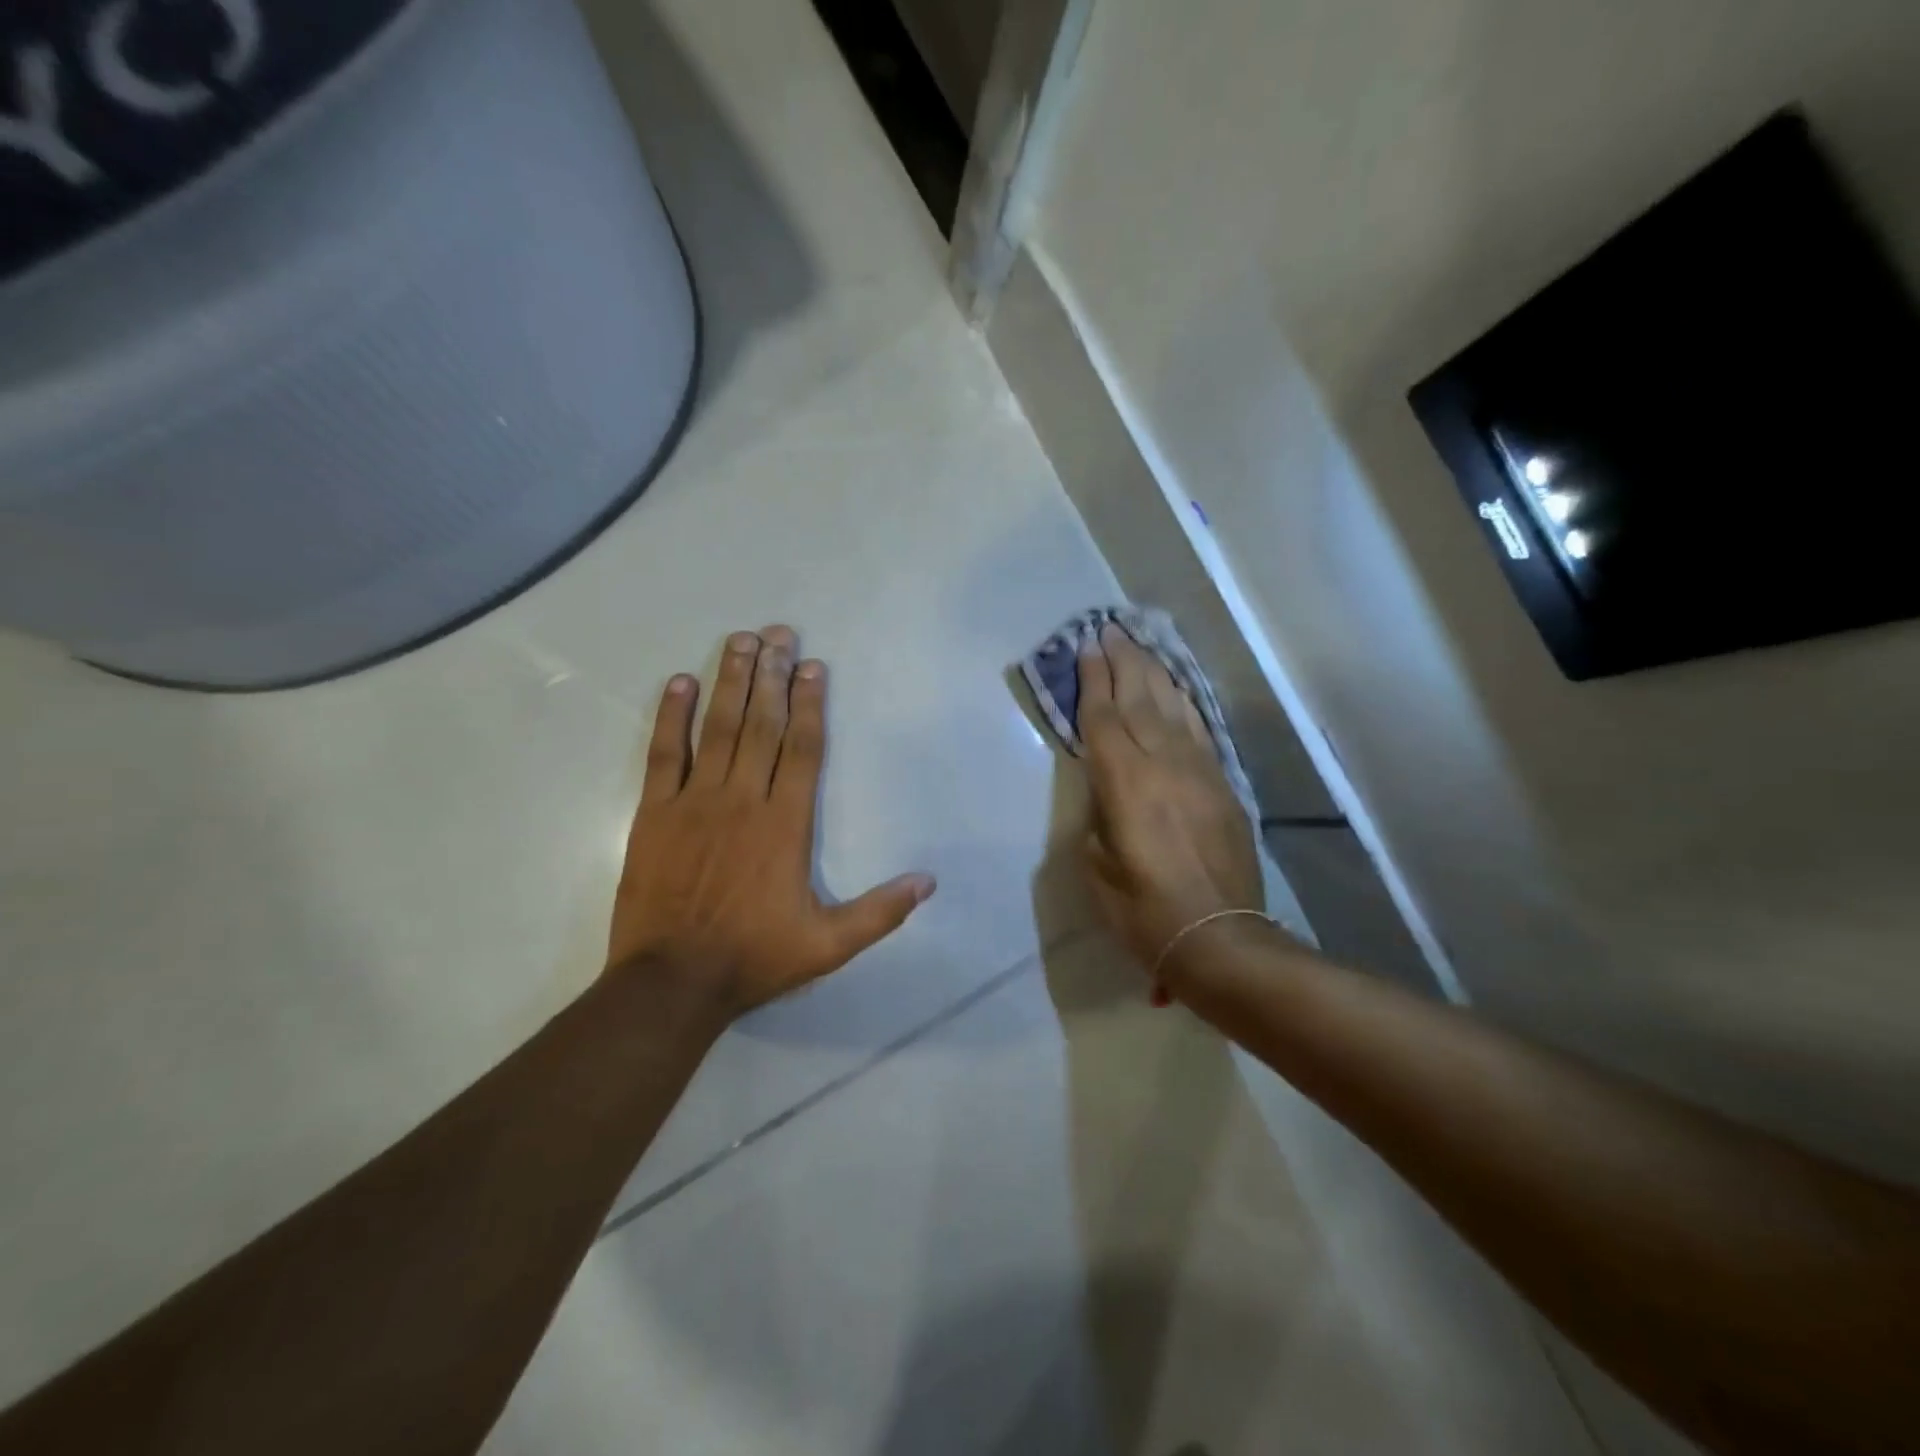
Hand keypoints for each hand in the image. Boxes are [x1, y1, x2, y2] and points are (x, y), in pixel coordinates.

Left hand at [607, 626, 935, 1015]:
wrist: (671, 982)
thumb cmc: (754, 957)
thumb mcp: (829, 945)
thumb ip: (880, 912)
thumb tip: (928, 882)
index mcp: (785, 824)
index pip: (803, 749)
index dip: (810, 704)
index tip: (813, 666)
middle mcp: (743, 799)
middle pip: (763, 724)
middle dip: (773, 675)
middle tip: (779, 633)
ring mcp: (695, 802)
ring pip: (718, 728)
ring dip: (731, 681)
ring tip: (741, 641)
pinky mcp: (655, 813)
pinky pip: (664, 754)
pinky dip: (672, 716)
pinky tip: (681, 683)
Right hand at [1078, 624, 1264, 982]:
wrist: (1217, 936)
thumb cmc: (1141, 908)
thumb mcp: (1095, 863)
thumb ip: (1098, 811)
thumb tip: (1106, 786)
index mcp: (1124, 781)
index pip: (1104, 716)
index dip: (1093, 679)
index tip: (1086, 647)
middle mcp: (1163, 763)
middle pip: (1140, 698)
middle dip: (1123, 661)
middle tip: (1110, 629)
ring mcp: (1199, 770)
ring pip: (1173, 707)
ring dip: (1154, 673)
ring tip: (1140, 646)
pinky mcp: (1223, 784)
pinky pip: (1200, 730)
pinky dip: (1184, 704)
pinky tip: (1177, 690)